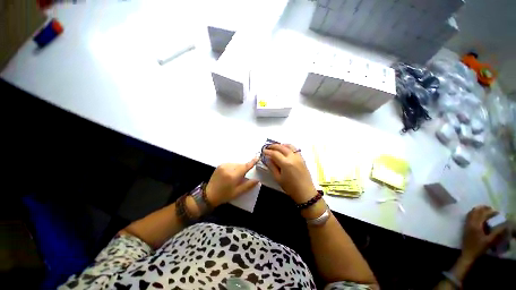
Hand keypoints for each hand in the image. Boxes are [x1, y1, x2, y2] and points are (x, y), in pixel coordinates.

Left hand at [205, 158, 259, 206]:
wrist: (209, 194)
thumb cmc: (224, 195)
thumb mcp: (237, 192)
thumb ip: (248, 185)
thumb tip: (257, 180)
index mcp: (233, 176)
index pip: (245, 167)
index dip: (252, 162)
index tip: (257, 158)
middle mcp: (228, 168)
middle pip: (241, 165)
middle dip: (244, 169)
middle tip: (241, 177)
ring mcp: (224, 166)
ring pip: (236, 164)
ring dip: (238, 168)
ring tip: (235, 177)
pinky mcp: (220, 165)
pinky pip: (231, 164)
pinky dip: (233, 167)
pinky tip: (230, 174)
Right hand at [263, 144, 317, 203]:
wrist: (305, 192)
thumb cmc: (290, 187)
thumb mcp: (278, 178)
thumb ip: (272, 167)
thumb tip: (268, 159)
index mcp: (286, 163)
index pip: (275, 153)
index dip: (268, 152)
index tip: (263, 151)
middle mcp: (292, 157)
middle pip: (281, 147)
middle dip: (273, 146)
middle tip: (267, 147)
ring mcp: (298, 157)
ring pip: (289, 146)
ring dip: (281, 145)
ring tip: (276, 147)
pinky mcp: (302, 158)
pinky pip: (295, 149)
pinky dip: (288, 147)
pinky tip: (285, 150)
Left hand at [461, 206, 506, 260]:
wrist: (467, 254)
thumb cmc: (478, 248)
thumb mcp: (490, 241)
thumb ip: (498, 233)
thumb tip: (506, 226)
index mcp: (475, 225)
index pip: (482, 214)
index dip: (489, 211)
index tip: (496, 212)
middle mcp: (469, 223)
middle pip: (475, 211)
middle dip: (483, 209)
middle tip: (491, 209)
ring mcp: (466, 225)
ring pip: (470, 213)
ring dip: (478, 211)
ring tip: (485, 211)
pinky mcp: (464, 228)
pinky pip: (468, 217)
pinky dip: (473, 214)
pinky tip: (478, 217)